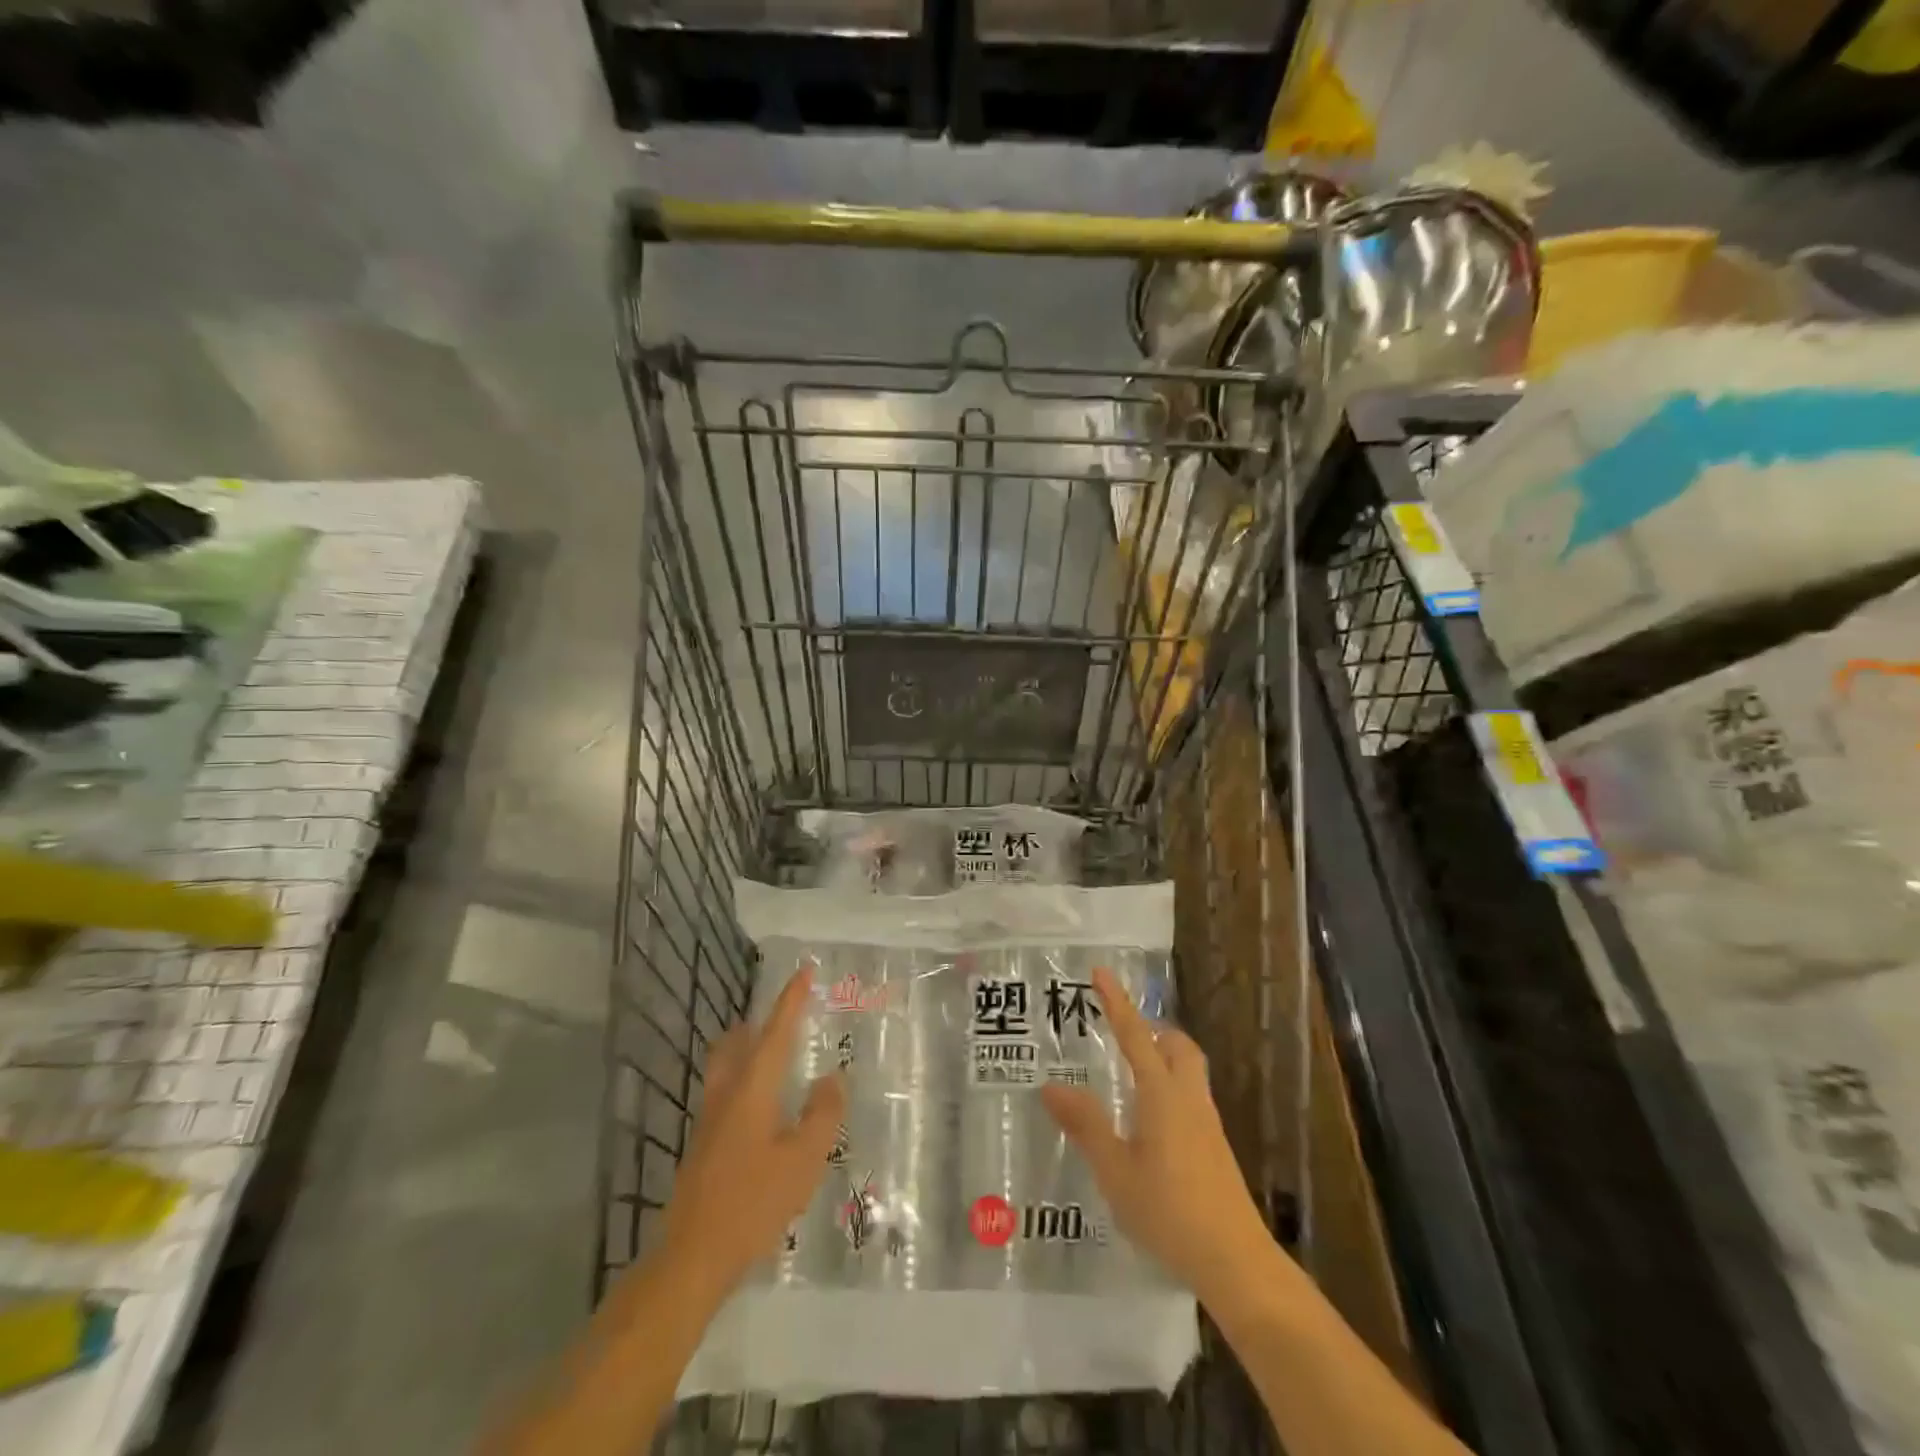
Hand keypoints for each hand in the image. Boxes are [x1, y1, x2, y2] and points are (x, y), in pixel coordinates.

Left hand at [657, 967, 845, 1296]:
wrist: (691, 1257)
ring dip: (748, 1048)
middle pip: (738, 1041)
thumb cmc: (753, 1203)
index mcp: (752, 1089)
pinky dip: (744, 1077)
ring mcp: (708, 1119)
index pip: (775, 1031)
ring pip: (726, 1066)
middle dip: (761, 1021)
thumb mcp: (803, 1161)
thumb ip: (822, 1115)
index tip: (804, 971)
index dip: (791, 999)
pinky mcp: (702, 1144)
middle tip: (788, 1015)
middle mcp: (726, 1094)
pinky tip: (761, 1105)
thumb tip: (832, 1078)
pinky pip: (725, 1090)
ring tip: (775, 1052)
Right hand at [1042, 967, 1274, 1305]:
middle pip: (1177, 1045)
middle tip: (1121, 1032)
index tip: (1102, 972)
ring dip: (1163, 1057)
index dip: (1117, 1002)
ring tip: (1131, 1073)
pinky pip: (1191, 1096)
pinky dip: (1170, 1086)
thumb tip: (1051, 1086)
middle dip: (1152, 1029)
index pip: (1136, 1035)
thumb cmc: (1169, 1211)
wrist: (1235, 1261)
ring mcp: (1207, 1123)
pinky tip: (1150, 1120)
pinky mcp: (1215, 1147)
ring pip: (1189, 1069)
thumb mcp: (1115, 1171)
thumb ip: (1085, 1125)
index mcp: (1161, 1094)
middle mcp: (1188, 1098)